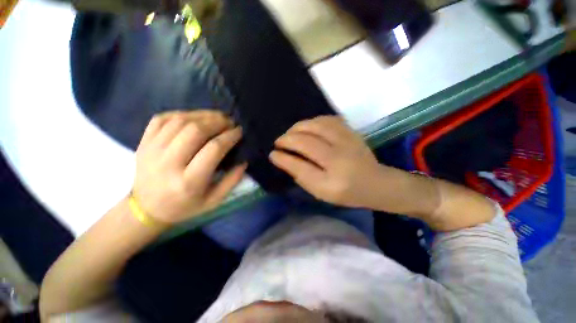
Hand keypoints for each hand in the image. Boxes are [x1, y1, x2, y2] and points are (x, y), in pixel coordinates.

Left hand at [133, 110, 245, 223]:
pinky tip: (195, 118)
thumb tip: (244, 161)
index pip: (213, 149)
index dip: (229, 136)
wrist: (146, 208)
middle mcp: (168, 163)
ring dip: (203, 115)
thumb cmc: (184, 206)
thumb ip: (232, 181)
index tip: (239, 131)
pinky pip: (163, 118)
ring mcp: (152, 150)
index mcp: (189, 181)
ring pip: (180, 121)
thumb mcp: (213, 201)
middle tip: (229, 122)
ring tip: (217, 118)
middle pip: (195, 130)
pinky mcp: (144, 142)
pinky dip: (182, 114)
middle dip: (217, 122)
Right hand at [269, 116, 382, 207]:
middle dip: (287, 139)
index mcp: (332, 181)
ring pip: (316, 125)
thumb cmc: (346, 192)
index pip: (300, 166)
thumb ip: (301, 176)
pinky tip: (307, 127)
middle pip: (307, 141)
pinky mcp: (351, 132)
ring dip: (298, 127)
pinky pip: (328, 119)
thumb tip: (282, 158)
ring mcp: (348, 141)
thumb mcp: (321, 192)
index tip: (272, 154)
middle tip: (279, 142)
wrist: (375, 183)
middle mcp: (340, 158)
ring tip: (291, 133)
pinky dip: (313, 121)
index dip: (283, 158)